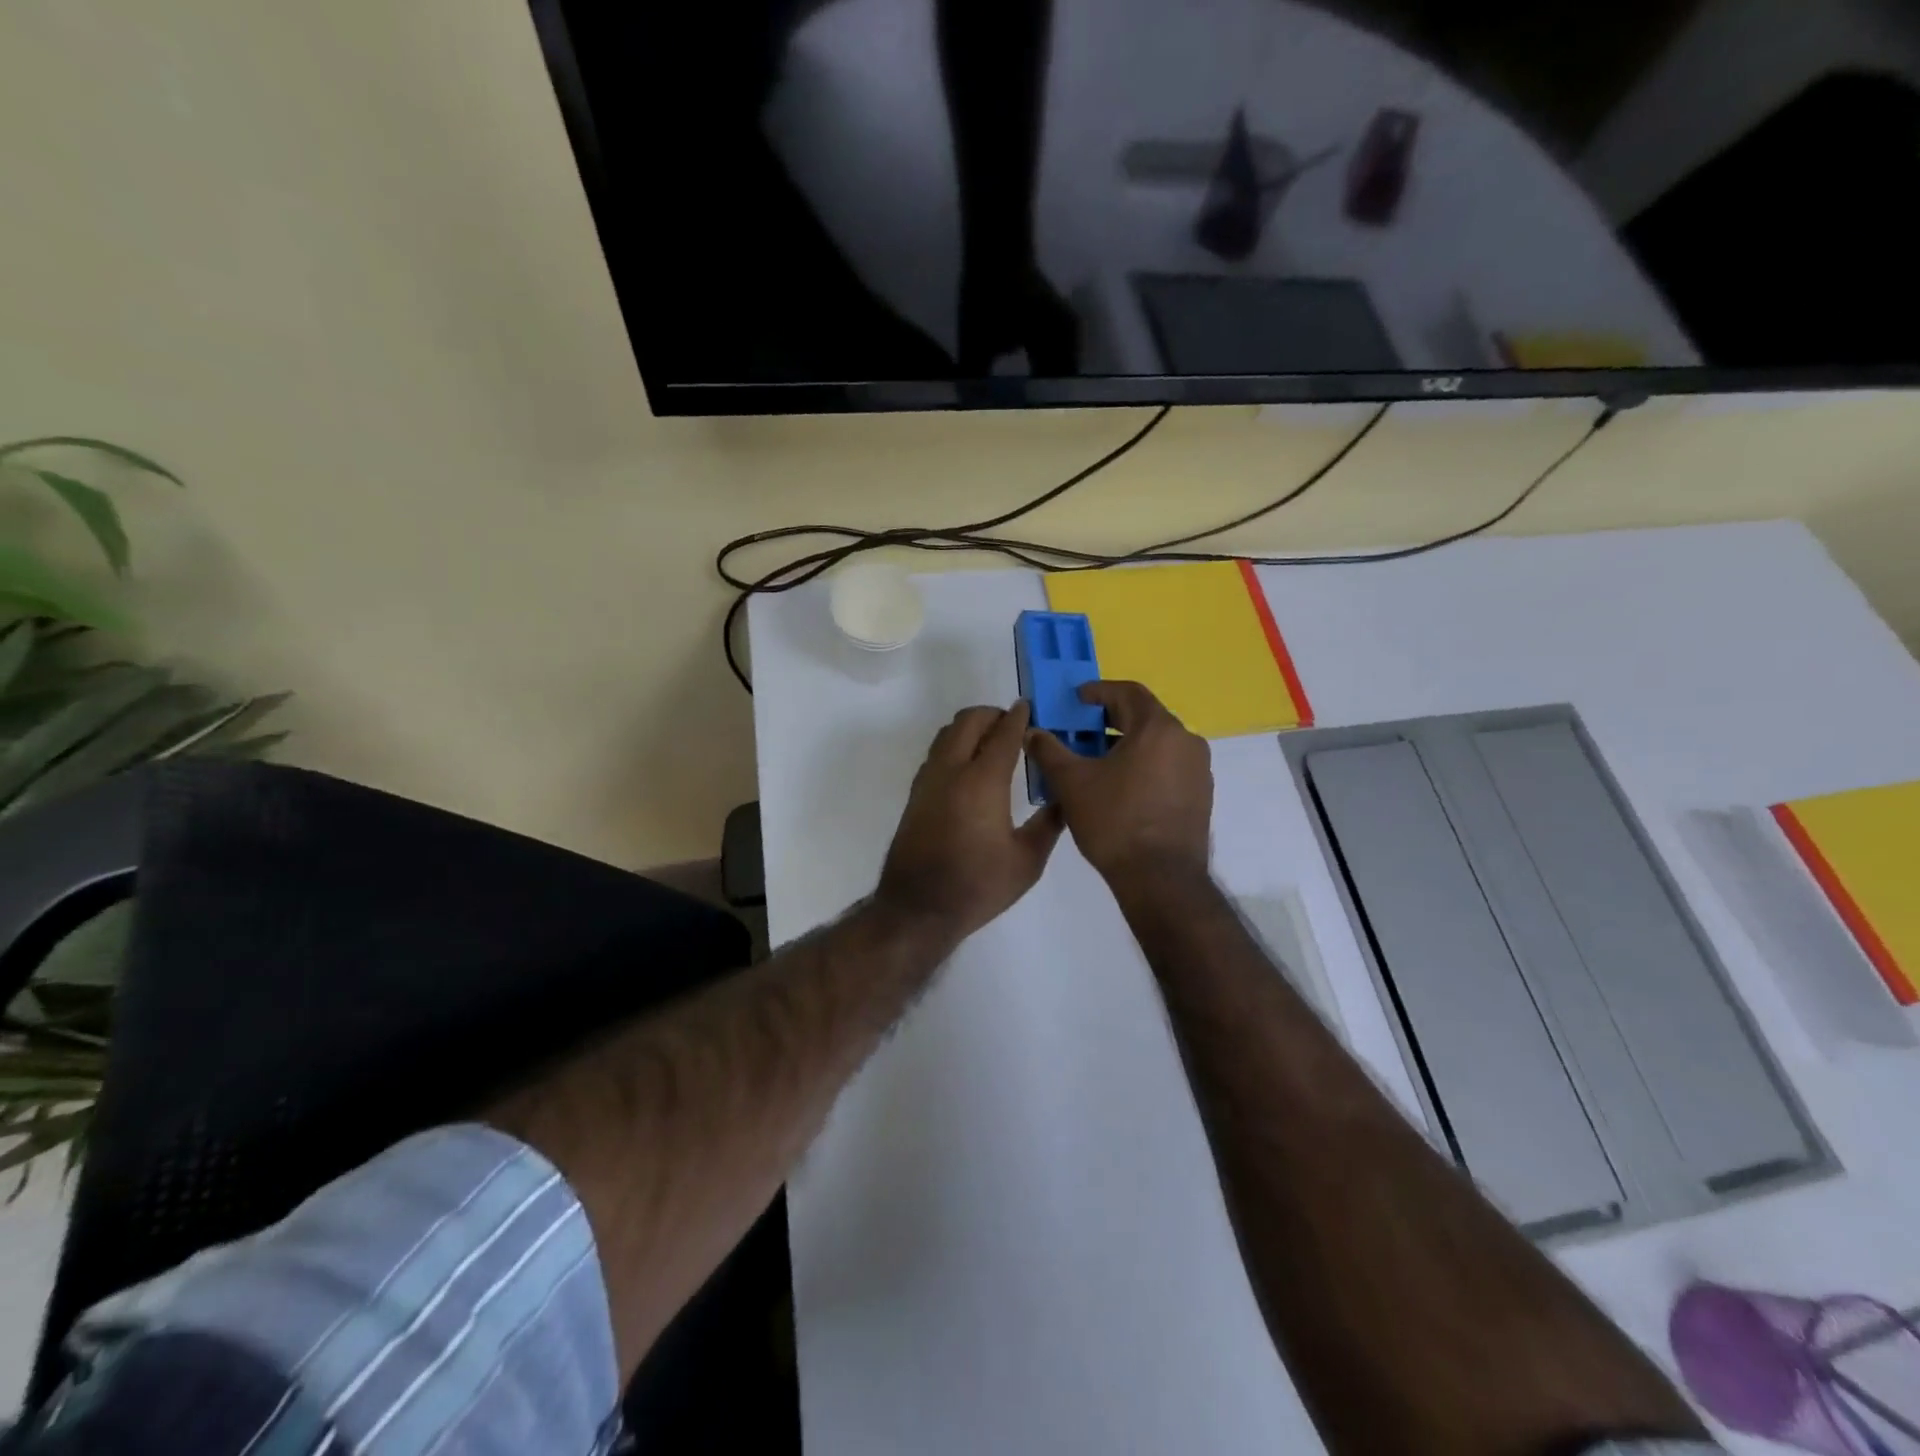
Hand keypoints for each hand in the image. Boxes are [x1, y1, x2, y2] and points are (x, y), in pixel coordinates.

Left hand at [876, 701, 1064, 945]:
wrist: (918, 908)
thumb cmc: (978, 886)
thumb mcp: (1027, 861)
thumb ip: (1049, 823)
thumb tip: (1064, 798)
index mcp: (983, 781)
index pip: (1003, 734)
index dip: (1018, 718)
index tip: (1029, 708)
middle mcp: (952, 771)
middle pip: (969, 721)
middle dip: (992, 715)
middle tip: (1012, 724)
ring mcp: (928, 780)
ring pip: (947, 734)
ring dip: (970, 727)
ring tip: (992, 741)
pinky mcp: (915, 794)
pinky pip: (936, 753)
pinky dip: (955, 745)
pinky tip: (970, 767)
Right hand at [1024, 681, 1211, 883]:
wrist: (1160, 879)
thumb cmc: (1114, 821)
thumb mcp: (1071, 783)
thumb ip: (1049, 750)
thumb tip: (1032, 732)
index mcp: (1158, 728)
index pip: (1128, 692)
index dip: (1099, 691)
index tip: (1077, 700)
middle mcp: (1186, 741)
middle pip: (1144, 718)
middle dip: (1110, 721)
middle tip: (1081, 732)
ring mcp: (1199, 770)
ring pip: (1157, 744)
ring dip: (1127, 745)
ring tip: (1097, 762)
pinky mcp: (1201, 796)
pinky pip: (1169, 767)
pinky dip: (1144, 766)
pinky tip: (1121, 788)